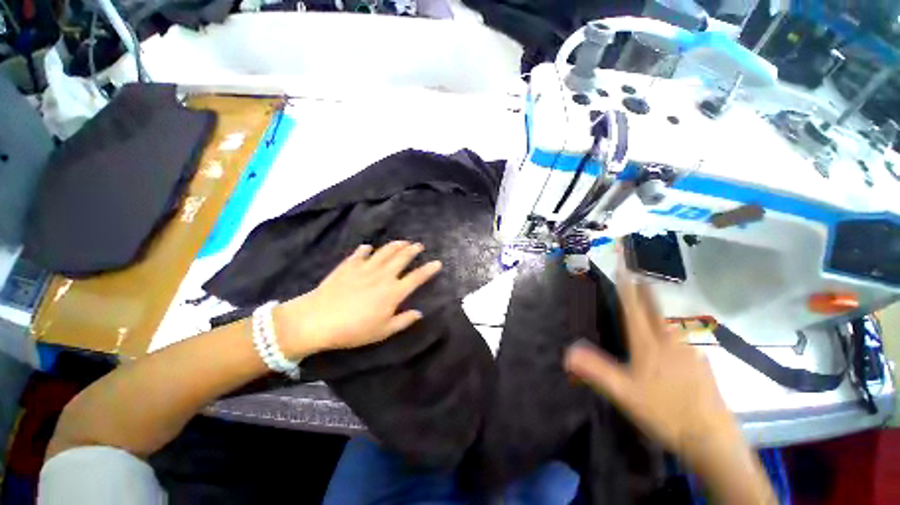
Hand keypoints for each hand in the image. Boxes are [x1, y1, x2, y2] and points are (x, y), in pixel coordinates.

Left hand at [276, 241, 441, 358]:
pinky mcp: (349, 265)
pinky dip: (366, 250)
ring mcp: (365, 268)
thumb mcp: (383, 331)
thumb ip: (403, 321)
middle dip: (413, 250)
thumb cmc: (354, 330)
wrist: (318, 320)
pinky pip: (360, 253)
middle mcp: (383, 275)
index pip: (417, 277)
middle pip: (402, 258)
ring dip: (396, 245)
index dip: (429, 269)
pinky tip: (368, 248)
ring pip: (385, 251)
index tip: (437, 263)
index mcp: (394, 291)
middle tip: (419, 245)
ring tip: (403, 242)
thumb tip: (419, 313)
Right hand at [564, 250, 739, 463]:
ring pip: (668, 325)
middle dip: (645, 291)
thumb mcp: (624, 393)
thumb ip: (596, 370)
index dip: (627, 287)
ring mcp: (689, 352)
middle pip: (654, 310)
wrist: (712, 439)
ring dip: (657, 312)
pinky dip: (669, 333)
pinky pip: (680, 341)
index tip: (624, 268)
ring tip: (649, 307)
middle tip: (639, 276)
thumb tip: (567, 352)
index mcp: (648, 344)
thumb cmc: (665, 412)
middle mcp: (670, 341)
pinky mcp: (701, 365)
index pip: (634, 308)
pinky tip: (670, 344)